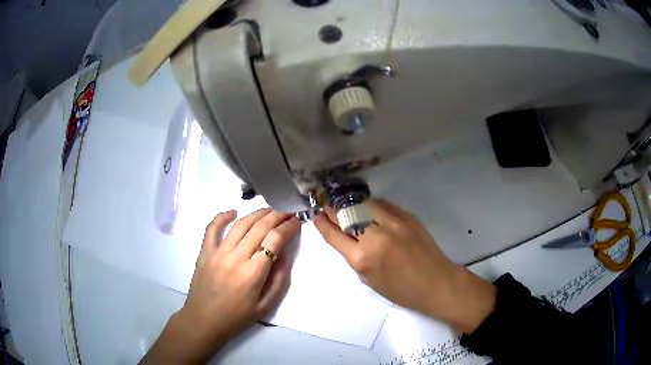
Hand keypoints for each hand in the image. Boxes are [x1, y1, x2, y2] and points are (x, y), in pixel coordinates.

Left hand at [144, 209, 299, 363]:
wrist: (203, 321)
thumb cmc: (236, 318)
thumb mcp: (265, 307)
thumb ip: (279, 281)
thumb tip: (284, 255)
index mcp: (253, 273)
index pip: (274, 239)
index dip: (288, 226)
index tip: (297, 220)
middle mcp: (236, 258)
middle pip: (260, 227)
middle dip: (277, 214)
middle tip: (288, 210)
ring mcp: (217, 252)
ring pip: (240, 224)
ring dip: (257, 213)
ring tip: (270, 209)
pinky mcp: (204, 252)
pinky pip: (213, 228)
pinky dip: (223, 216)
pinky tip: (234, 211)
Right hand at [313, 199, 495, 333]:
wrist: (436, 282)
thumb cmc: (401, 290)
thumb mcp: (369, 280)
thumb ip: (355, 257)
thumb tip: (346, 238)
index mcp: (362, 258)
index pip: (334, 235)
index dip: (322, 223)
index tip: (316, 215)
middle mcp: (375, 236)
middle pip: (346, 215)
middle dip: (333, 210)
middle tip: (327, 207)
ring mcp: (393, 223)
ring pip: (364, 204)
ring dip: (352, 204)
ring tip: (347, 205)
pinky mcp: (407, 216)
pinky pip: (383, 205)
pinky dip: (373, 205)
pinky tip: (370, 208)